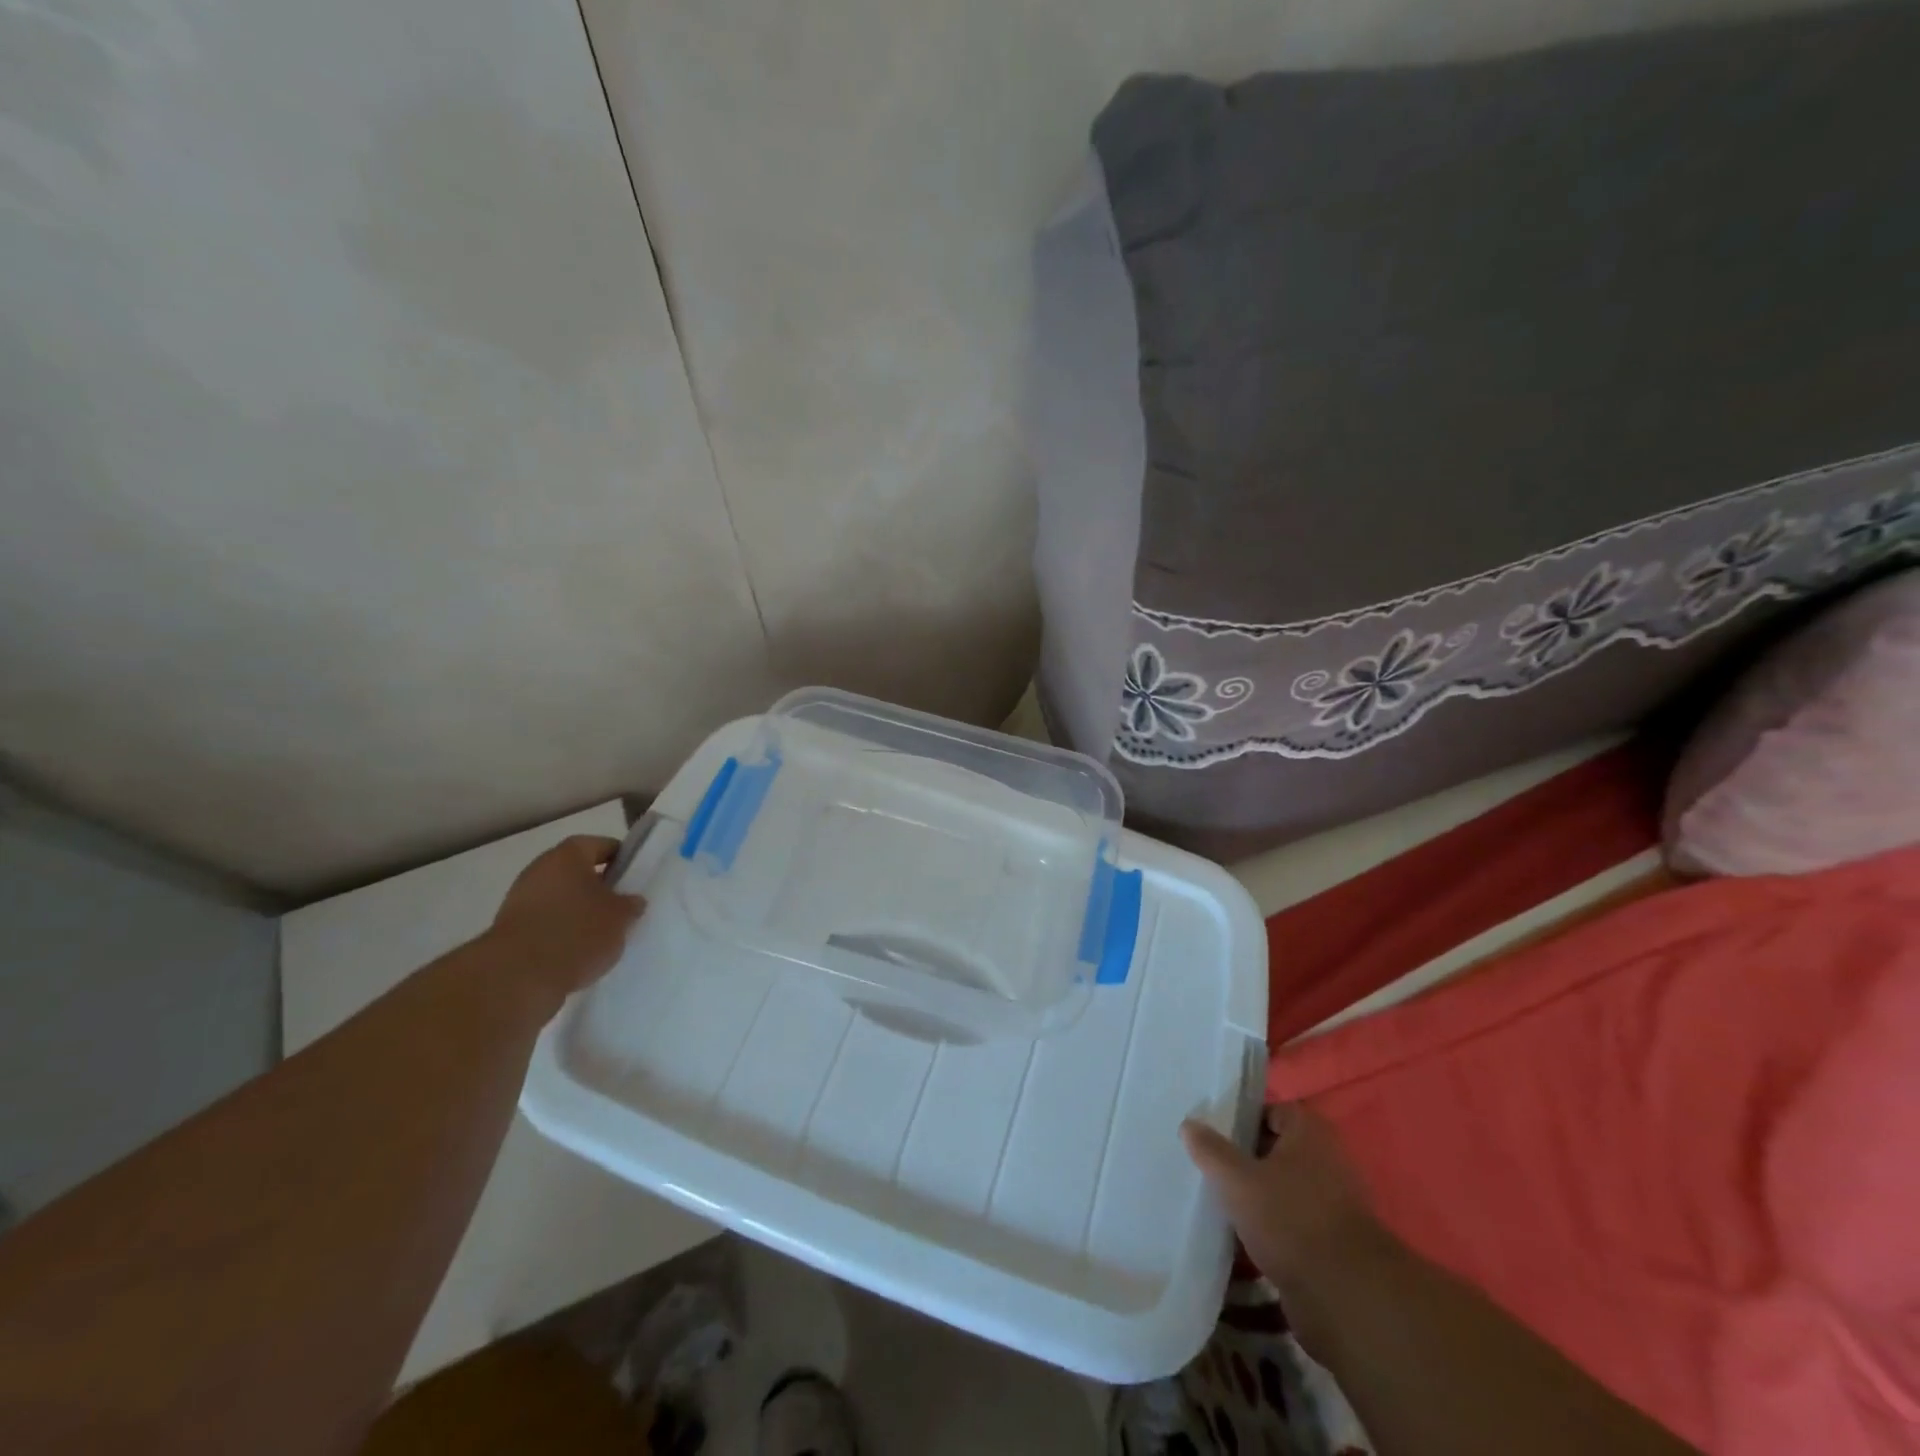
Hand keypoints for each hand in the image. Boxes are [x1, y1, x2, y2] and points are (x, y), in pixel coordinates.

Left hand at [488, 835, 644, 1001]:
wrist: (516, 977)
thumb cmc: (576, 933)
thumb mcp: (620, 918)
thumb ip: (631, 904)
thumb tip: (632, 901)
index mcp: (568, 855)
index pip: (602, 845)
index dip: (622, 859)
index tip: (635, 878)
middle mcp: (540, 869)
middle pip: (577, 872)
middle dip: (600, 887)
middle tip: (622, 907)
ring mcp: (520, 899)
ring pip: (561, 898)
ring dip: (579, 911)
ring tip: (602, 935)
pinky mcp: (510, 929)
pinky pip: (545, 922)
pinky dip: (561, 931)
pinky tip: (578, 951)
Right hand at [1182, 1102, 1380, 1284]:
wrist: (1345, 1297)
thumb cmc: (1289, 1219)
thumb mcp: (1237, 1179)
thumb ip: (1211, 1150)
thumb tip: (1189, 1124)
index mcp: (1311, 1133)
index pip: (1272, 1112)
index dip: (1242, 1121)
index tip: (1213, 1135)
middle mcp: (1328, 1161)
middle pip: (1277, 1152)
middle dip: (1246, 1161)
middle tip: (1212, 1168)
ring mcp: (1334, 1204)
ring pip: (1284, 1191)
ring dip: (1257, 1198)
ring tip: (1222, 1204)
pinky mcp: (1333, 1243)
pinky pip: (1293, 1225)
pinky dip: (1271, 1230)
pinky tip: (1242, 1240)